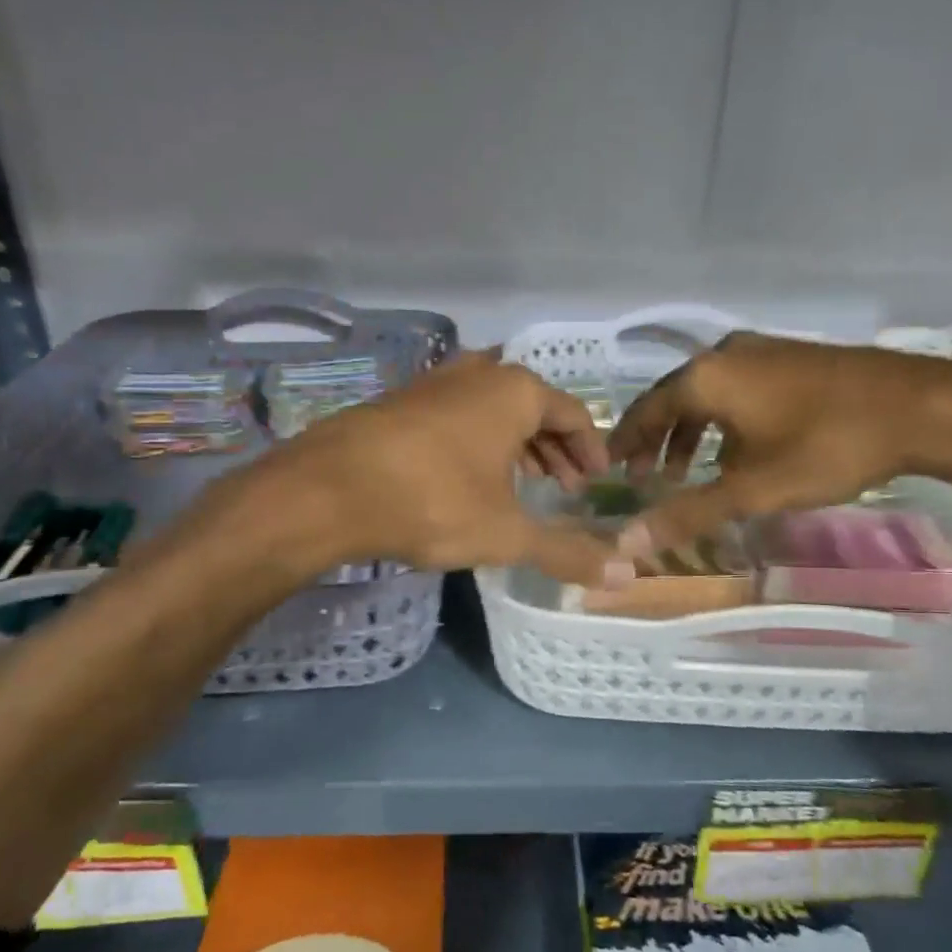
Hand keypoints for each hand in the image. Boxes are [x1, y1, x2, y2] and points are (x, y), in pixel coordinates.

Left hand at [264, 352, 627, 586]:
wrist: (327, 490)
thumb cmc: (432, 501)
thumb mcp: (507, 533)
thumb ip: (567, 552)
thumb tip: (625, 578)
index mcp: (515, 391)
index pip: (573, 414)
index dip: (591, 450)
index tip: (596, 484)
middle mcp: (478, 373)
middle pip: (534, 407)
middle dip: (555, 449)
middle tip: (565, 488)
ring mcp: (434, 382)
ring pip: (492, 409)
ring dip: (517, 445)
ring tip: (524, 485)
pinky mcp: (401, 401)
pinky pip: (458, 415)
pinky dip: (478, 441)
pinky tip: (470, 478)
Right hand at [607, 332, 951, 556]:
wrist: (919, 407)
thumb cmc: (826, 446)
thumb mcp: (753, 488)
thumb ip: (689, 513)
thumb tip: (629, 542)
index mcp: (706, 377)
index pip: (646, 410)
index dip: (625, 441)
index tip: (610, 467)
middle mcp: (726, 355)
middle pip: (674, 398)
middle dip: (656, 439)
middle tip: (645, 477)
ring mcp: (762, 351)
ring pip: (708, 394)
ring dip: (690, 432)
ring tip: (686, 472)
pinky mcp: (791, 358)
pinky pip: (737, 389)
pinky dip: (722, 421)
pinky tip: (737, 451)